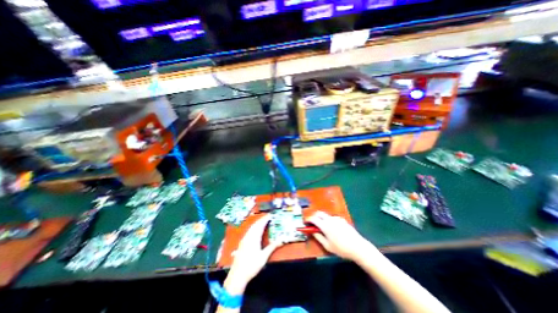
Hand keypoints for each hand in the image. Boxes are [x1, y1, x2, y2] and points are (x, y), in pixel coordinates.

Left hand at [223, 215, 280, 295]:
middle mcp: (248, 236)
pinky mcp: (242, 242)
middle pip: (255, 225)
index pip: (260, 225)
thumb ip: (272, 247)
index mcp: (254, 238)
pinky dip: (254, 227)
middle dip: (262, 219)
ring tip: (263, 221)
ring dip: (257, 223)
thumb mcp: (264, 257)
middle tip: (268, 216)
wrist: (237, 275)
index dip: (265, 219)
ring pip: (251, 227)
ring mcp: (244, 239)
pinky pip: (249, 230)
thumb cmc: (252, 265)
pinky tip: (255, 229)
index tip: (270, 215)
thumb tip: (281, 240)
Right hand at [307, 211, 376, 261]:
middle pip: (319, 213)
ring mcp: (336, 218)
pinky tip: (333, 229)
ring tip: (324, 228)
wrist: (358, 247)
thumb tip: (312, 232)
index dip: (308, 220)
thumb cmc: (341, 249)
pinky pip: (332, 218)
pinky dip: (329, 220)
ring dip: (322, 219)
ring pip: (325, 215)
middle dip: (314, 217)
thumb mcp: (328, 246)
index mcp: (325, 225)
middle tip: (313, 224)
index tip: (306, 223)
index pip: (313, 218)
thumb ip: (318, 237)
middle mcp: (329, 219)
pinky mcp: (342, 219)